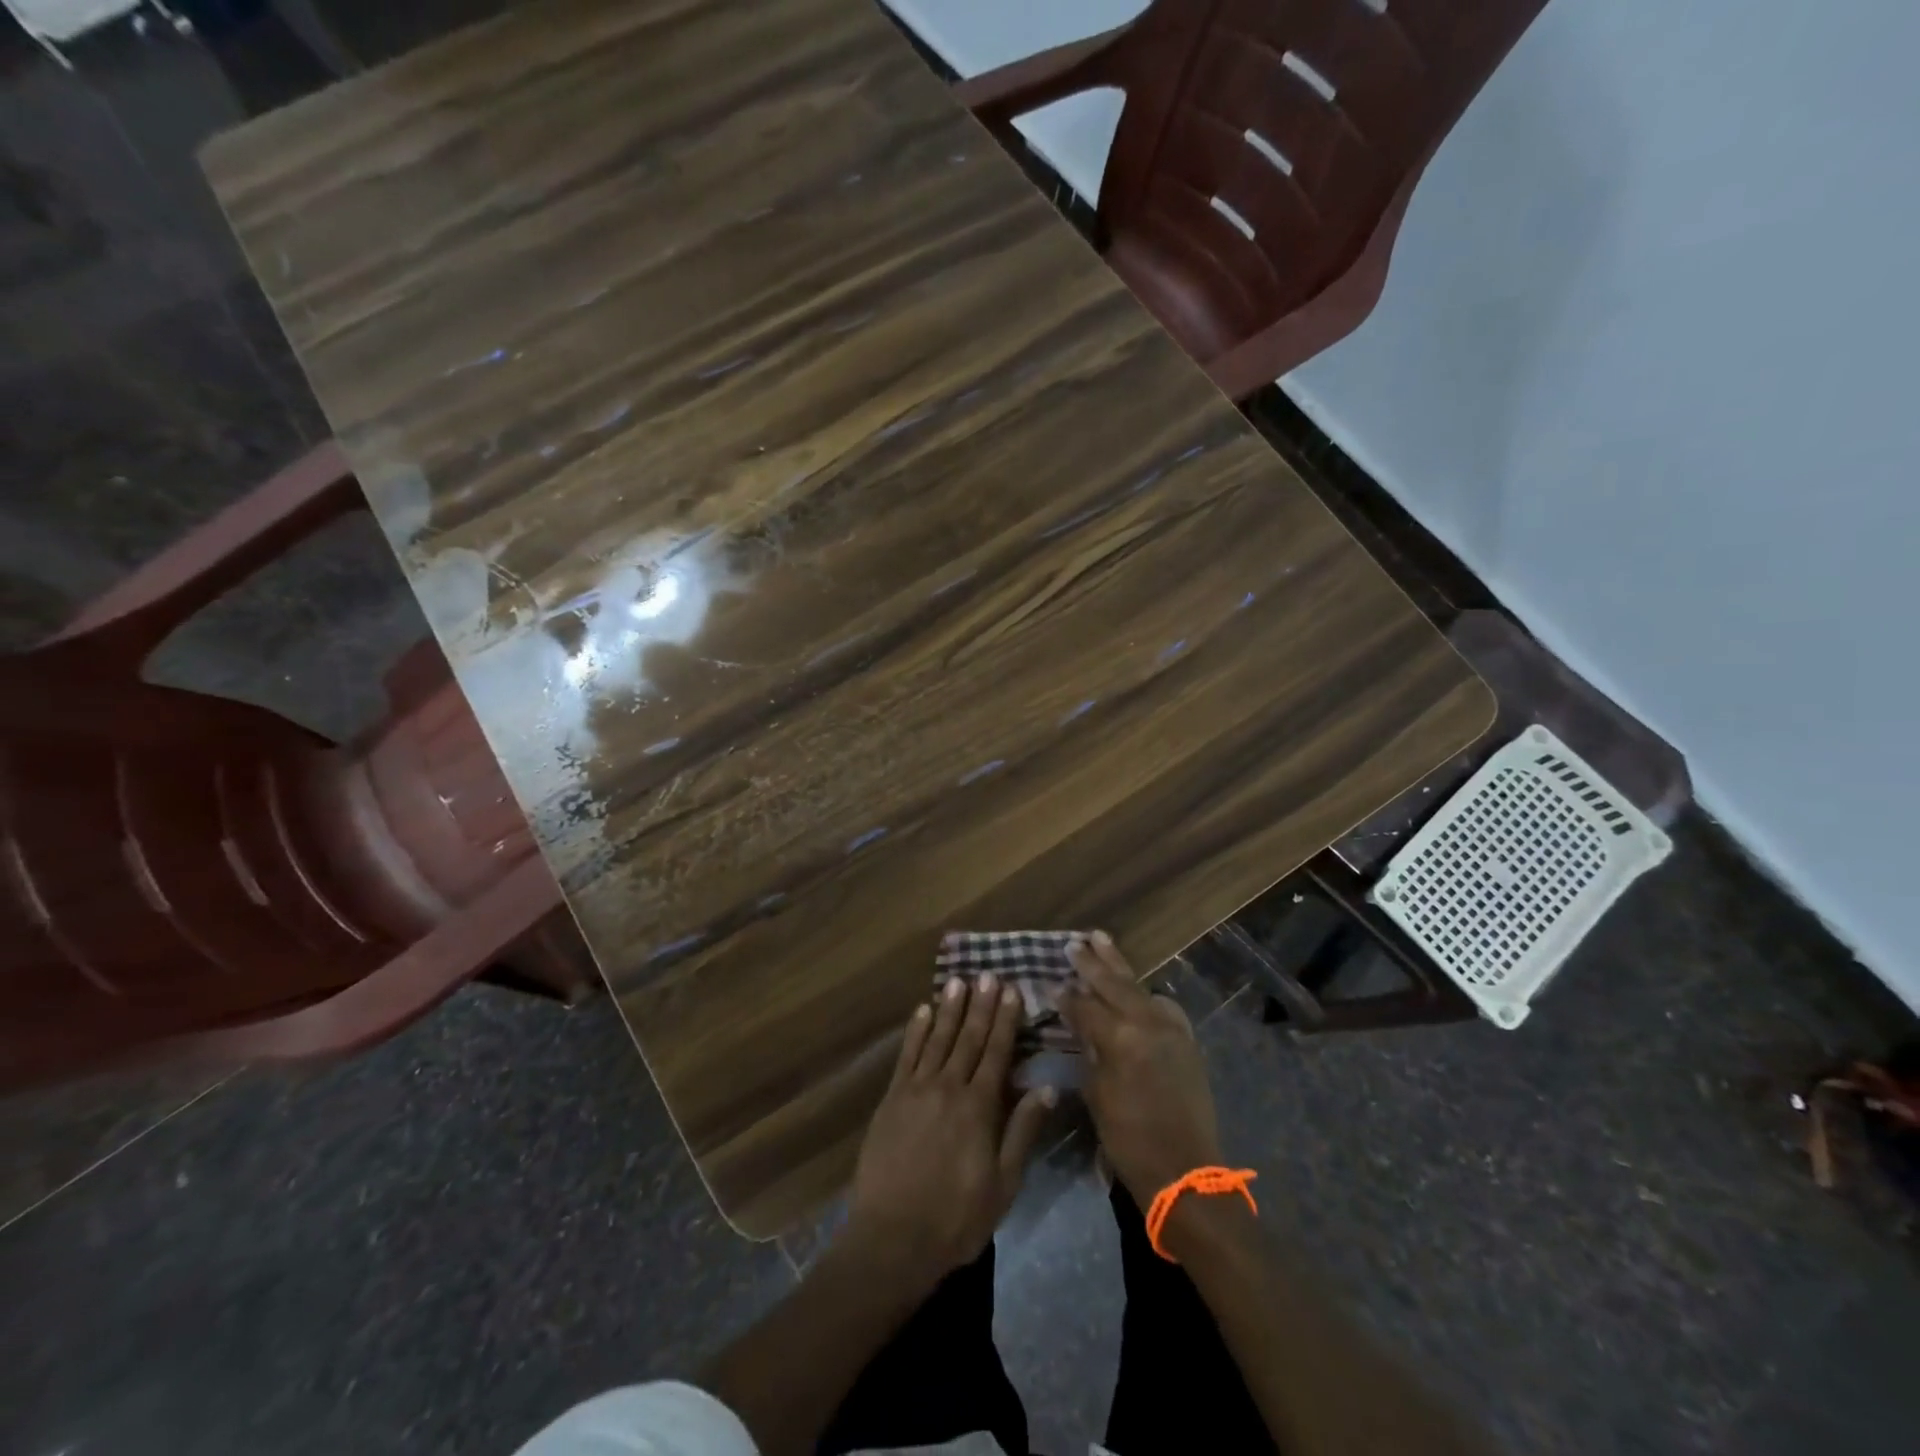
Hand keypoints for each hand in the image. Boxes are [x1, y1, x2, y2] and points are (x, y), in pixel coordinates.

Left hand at [845, 975, 1053, 1285]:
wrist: (893, 1238)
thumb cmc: (957, 1217)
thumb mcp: (1003, 1184)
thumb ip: (1022, 1131)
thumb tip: (1047, 1087)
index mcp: (979, 1107)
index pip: (997, 1052)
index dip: (1005, 1020)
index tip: (1012, 990)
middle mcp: (948, 1087)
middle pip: (968, 1038)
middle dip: (981, 1005)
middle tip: (988, 974)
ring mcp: (916, 1090)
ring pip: (937, 1038)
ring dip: (949, 1009)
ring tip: (958, 981)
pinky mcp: (892, 1098)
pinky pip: (907, 1055)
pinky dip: (916, 1031)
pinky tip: (922, 1011)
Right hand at [1061, 932, 1223, 1205]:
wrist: (1186, 1171)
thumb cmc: (1129, 1140)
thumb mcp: (1097, 1095)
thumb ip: (1089, 1052)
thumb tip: (1079, 1025)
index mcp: (1120, 1038)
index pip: (1085, 1007)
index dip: (1065, 996)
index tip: (1049, 982)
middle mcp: (1147, 1023)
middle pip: (1113, 984)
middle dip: (1091, 963)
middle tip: (1073, 943)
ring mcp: (1171, 1028)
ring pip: (1138, 986)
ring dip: (1118, 965)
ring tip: (1100, 939)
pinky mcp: (1186, 1039)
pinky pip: (1162, 1005)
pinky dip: (1145, 993)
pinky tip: (1136, 987)